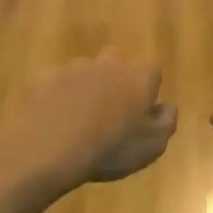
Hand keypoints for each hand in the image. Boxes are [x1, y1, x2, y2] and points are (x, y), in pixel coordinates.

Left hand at [0, 53, 176, 188]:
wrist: (50, 149)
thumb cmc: (110, 149)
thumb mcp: (152, 146)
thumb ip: (166, 121)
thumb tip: (167, 106)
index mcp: (138, 76)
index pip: (151, 70)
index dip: (148, 89)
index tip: (141, 111)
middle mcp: (108, 63)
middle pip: (118, 62)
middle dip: (117, 81)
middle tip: (112, 112)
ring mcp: (73, 67)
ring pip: (86, 71)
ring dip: (87, 88)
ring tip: (80, 119)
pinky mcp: (45, 77)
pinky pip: (58, 83)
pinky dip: (59, 97)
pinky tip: (55, 121)